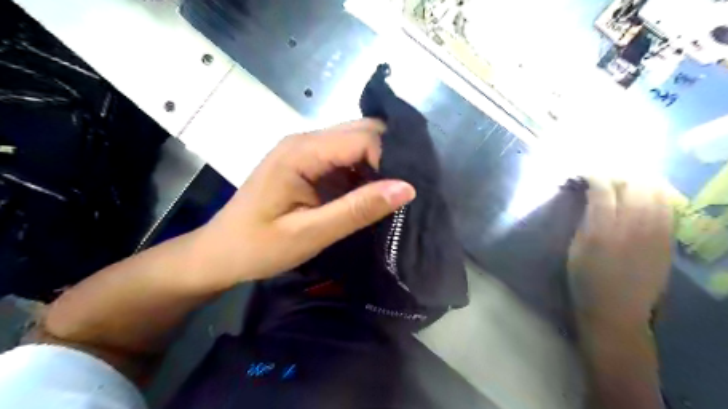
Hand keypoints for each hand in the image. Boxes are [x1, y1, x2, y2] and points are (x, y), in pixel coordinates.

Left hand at [198, 118, 414, 287]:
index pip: (363, 138)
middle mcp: (304, 141)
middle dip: (387, 158)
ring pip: (356, 144)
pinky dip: (363, 174)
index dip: (388, 161)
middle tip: (402, 192)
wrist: (219, 254)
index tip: (400, 194)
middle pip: (361, 132)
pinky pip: (345, 160)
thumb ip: (357, 209)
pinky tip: (368, 197)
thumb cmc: (258, 246)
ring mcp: (305, 151)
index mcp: (301, 151)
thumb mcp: (310, 233)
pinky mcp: (307, 165)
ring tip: (389, 197)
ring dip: (377, 167)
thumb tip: (407, 188)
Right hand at [569, 178, 669, 328]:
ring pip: (655, 193)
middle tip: (605, 177)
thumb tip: (590, 197)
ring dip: (640, 181)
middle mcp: (632, 227)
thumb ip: (585, 220)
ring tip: (627, 180)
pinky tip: (648, 193)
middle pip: (632, 186)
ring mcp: (655, 233)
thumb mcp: (575, 249)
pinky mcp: (667, 241)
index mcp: (602, 230)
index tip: (584, 175)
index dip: (594, 176)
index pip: (603, 189)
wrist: (616, 311)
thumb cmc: (585, 279)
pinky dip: (657, 195)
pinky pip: (668, 208)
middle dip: (617, 175)